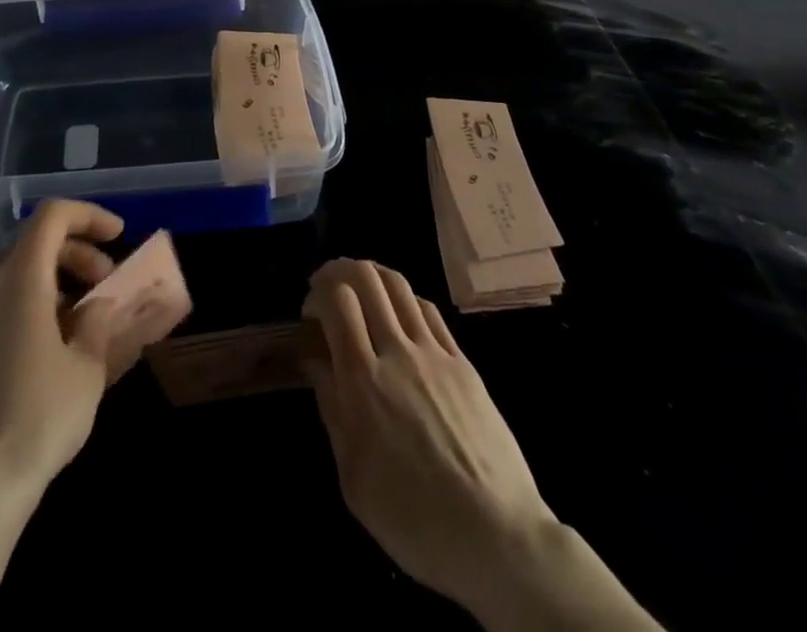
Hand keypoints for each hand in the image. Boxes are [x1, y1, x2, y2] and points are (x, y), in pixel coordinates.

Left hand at [0, 199, 127, 511]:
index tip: (117, 237)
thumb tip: (97, 303)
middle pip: (30, 241)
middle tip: (102, 282)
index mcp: (19, 279)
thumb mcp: (87, 369)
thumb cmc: (36, 421)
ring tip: (75, 317)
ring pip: (8, 271)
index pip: (52, 216)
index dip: (88, 216)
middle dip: (72, 250)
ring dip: (47, 277)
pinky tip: (38, 346)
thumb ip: (97, 322)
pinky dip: (20, 302)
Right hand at [302, 258, 552, 612]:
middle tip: (329, 288)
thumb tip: (314, 361)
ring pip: (399, 285)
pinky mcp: (462, 363)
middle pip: (367, 278)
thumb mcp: (354, 477)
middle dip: (341, 270)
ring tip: (361, 289)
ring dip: (373, 275)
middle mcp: (398, 352)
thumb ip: (332, 409)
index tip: (310, 313)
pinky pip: (429, 311)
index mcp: (364, 381)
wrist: (496, 536)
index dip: (318, 293)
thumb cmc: (414, 518)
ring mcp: (434, 353)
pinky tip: (400, 316)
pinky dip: (405, 300)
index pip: (338, 301)